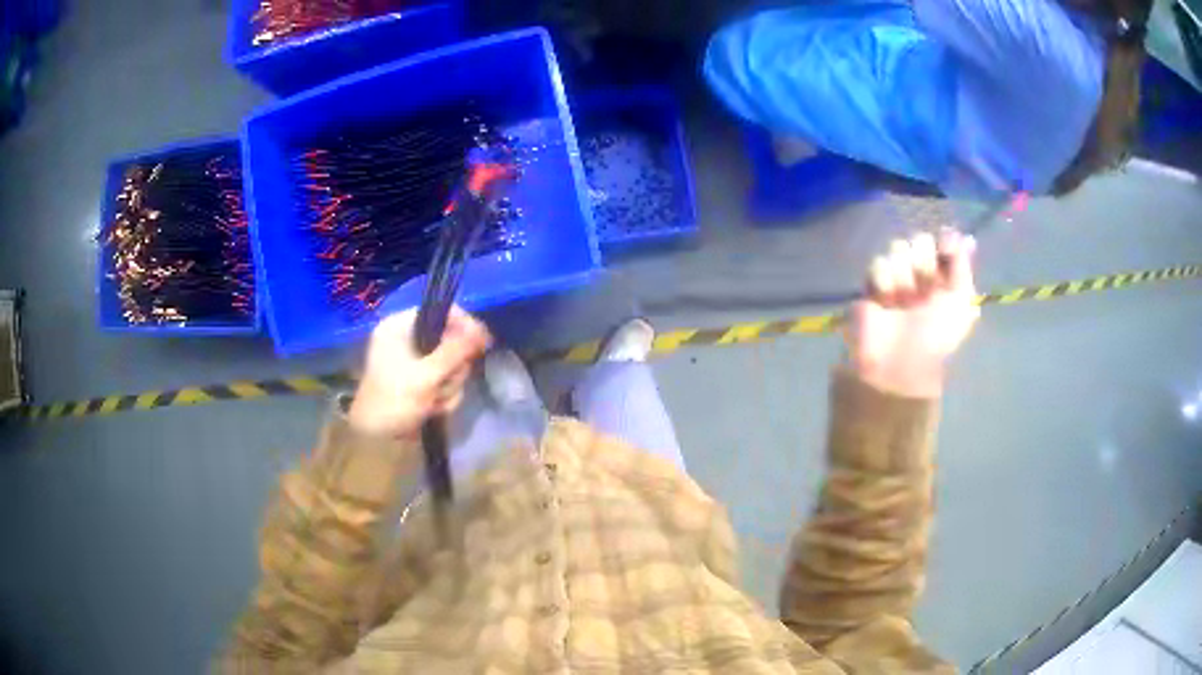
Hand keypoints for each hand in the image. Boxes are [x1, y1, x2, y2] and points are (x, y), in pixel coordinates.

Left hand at [349, 306, 491, 437]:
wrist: (375, 439)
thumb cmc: (393, 401)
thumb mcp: (425, 375)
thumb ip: (455, 351)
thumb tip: (482, 331)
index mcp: (399, 327)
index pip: (440, 313)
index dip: (464, 326)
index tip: (482, 344)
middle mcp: (408, 340)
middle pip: (451, 341)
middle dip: (453, 368)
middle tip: (444, 383)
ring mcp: (416, 363)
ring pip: (452, 365)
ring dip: (449, 386)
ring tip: (434, 402)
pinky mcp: (423, 382)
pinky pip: (447, 382)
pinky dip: (445, 397)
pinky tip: (433, 409)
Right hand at [846, 230, 979, 397]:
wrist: (900, 362)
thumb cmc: (937, 336)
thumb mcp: (962, 303)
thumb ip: (963, 266)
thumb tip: (966, 237)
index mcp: (945, 278)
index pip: (944, 241)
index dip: (944, 242)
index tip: (945, 248)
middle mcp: (921, 274)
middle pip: (919, 240)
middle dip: (923, 262)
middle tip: (924, 288)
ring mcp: (896, 277)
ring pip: (897, 248)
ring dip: (903, 276)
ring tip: (903, 301)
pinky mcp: (872, 284)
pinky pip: (877, 264)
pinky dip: (884, 283)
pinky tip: (886, 303)